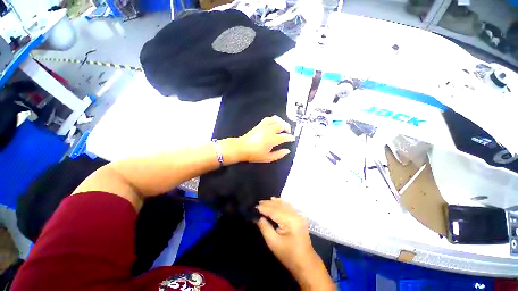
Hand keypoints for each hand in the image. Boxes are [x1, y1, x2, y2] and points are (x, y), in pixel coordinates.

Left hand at [238, 115, 294, 162]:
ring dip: (281, 122)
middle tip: (288, 132)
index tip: (292, 139)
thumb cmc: (255, 154)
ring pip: (276, 119)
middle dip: (288, 127)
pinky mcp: (260, 124)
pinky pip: (269, 118)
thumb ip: (279, 154)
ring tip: (282, 126)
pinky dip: (274, 120)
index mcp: (273, 139)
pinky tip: (274, 123)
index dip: (290, 137)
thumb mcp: (268, 158)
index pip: (285, 136)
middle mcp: (270, 130)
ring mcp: (264, 126)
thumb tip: (287, 151)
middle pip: (282, 125)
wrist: (242, 148)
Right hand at [256, 198, 333, 290]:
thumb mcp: (273, 243)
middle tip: (257, 203)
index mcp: (290, 221)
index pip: (274, 211)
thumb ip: (264, 227)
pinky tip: (275, 200)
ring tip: (263, 202)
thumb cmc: (288, 255)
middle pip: (279, 206)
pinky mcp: (299, 217)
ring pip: (284, 204)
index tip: (254, 207)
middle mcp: (295, 215)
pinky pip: (288, 206)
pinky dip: (280, 203)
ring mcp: (298, 215)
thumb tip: (257, 217)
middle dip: (268, 204)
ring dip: (273, 202)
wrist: (305, 263)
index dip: (264, 208)